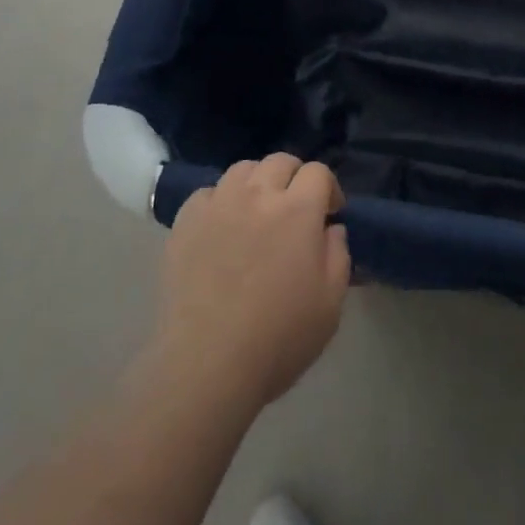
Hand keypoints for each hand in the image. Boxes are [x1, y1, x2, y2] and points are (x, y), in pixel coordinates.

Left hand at [155, 154, 350, 412]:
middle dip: (294, 178)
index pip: (318, 172)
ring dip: (257, 183)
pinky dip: (220, 201)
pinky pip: (208, 193)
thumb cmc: (278, 338)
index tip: (329, 213)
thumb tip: (331, 228)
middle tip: (295, 209)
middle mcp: (258, 194)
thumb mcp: (330, 304)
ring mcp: (218, 204)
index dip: (329, 188)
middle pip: (280, 161)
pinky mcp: (186, 221)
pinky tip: (222, 227)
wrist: (207, 363)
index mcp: (298, 210)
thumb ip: (338, 255)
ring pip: (243, 169)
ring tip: (257, 212)